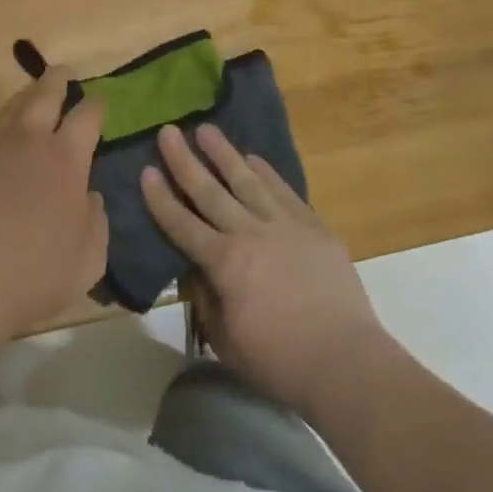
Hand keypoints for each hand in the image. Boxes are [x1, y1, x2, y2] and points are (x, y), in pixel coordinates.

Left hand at [0, 67, 108, 340]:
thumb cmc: (34, 272)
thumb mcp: (88, 259)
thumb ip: (96, 222)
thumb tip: (90, 198)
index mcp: (66, 158)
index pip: (87, 116)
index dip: (97, 105)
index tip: (100, 101)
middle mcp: (30, 142)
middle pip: (45, 94)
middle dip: (57, 79)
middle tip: (64, 73)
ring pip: (12, 109)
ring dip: (27, 99)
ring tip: (33, 100)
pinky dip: (3, 131)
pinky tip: (5, 146)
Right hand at [142, 124, 383, 414]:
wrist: (346, 360)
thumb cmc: (280, 362)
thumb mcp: (227, 341)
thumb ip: (207, 301)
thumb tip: (198, 272)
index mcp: (224, 263)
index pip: (182, 224)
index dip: (161, 198)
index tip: (146, 171)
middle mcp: (249, 233)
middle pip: (209, 191)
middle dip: (185, 161)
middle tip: (168, 132)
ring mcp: (284, 224)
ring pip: (246, 180)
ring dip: (224, 153)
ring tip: (206, 129)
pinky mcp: (312, 226)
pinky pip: (283, 190)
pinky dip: (266, 172)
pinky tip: (253, 158)